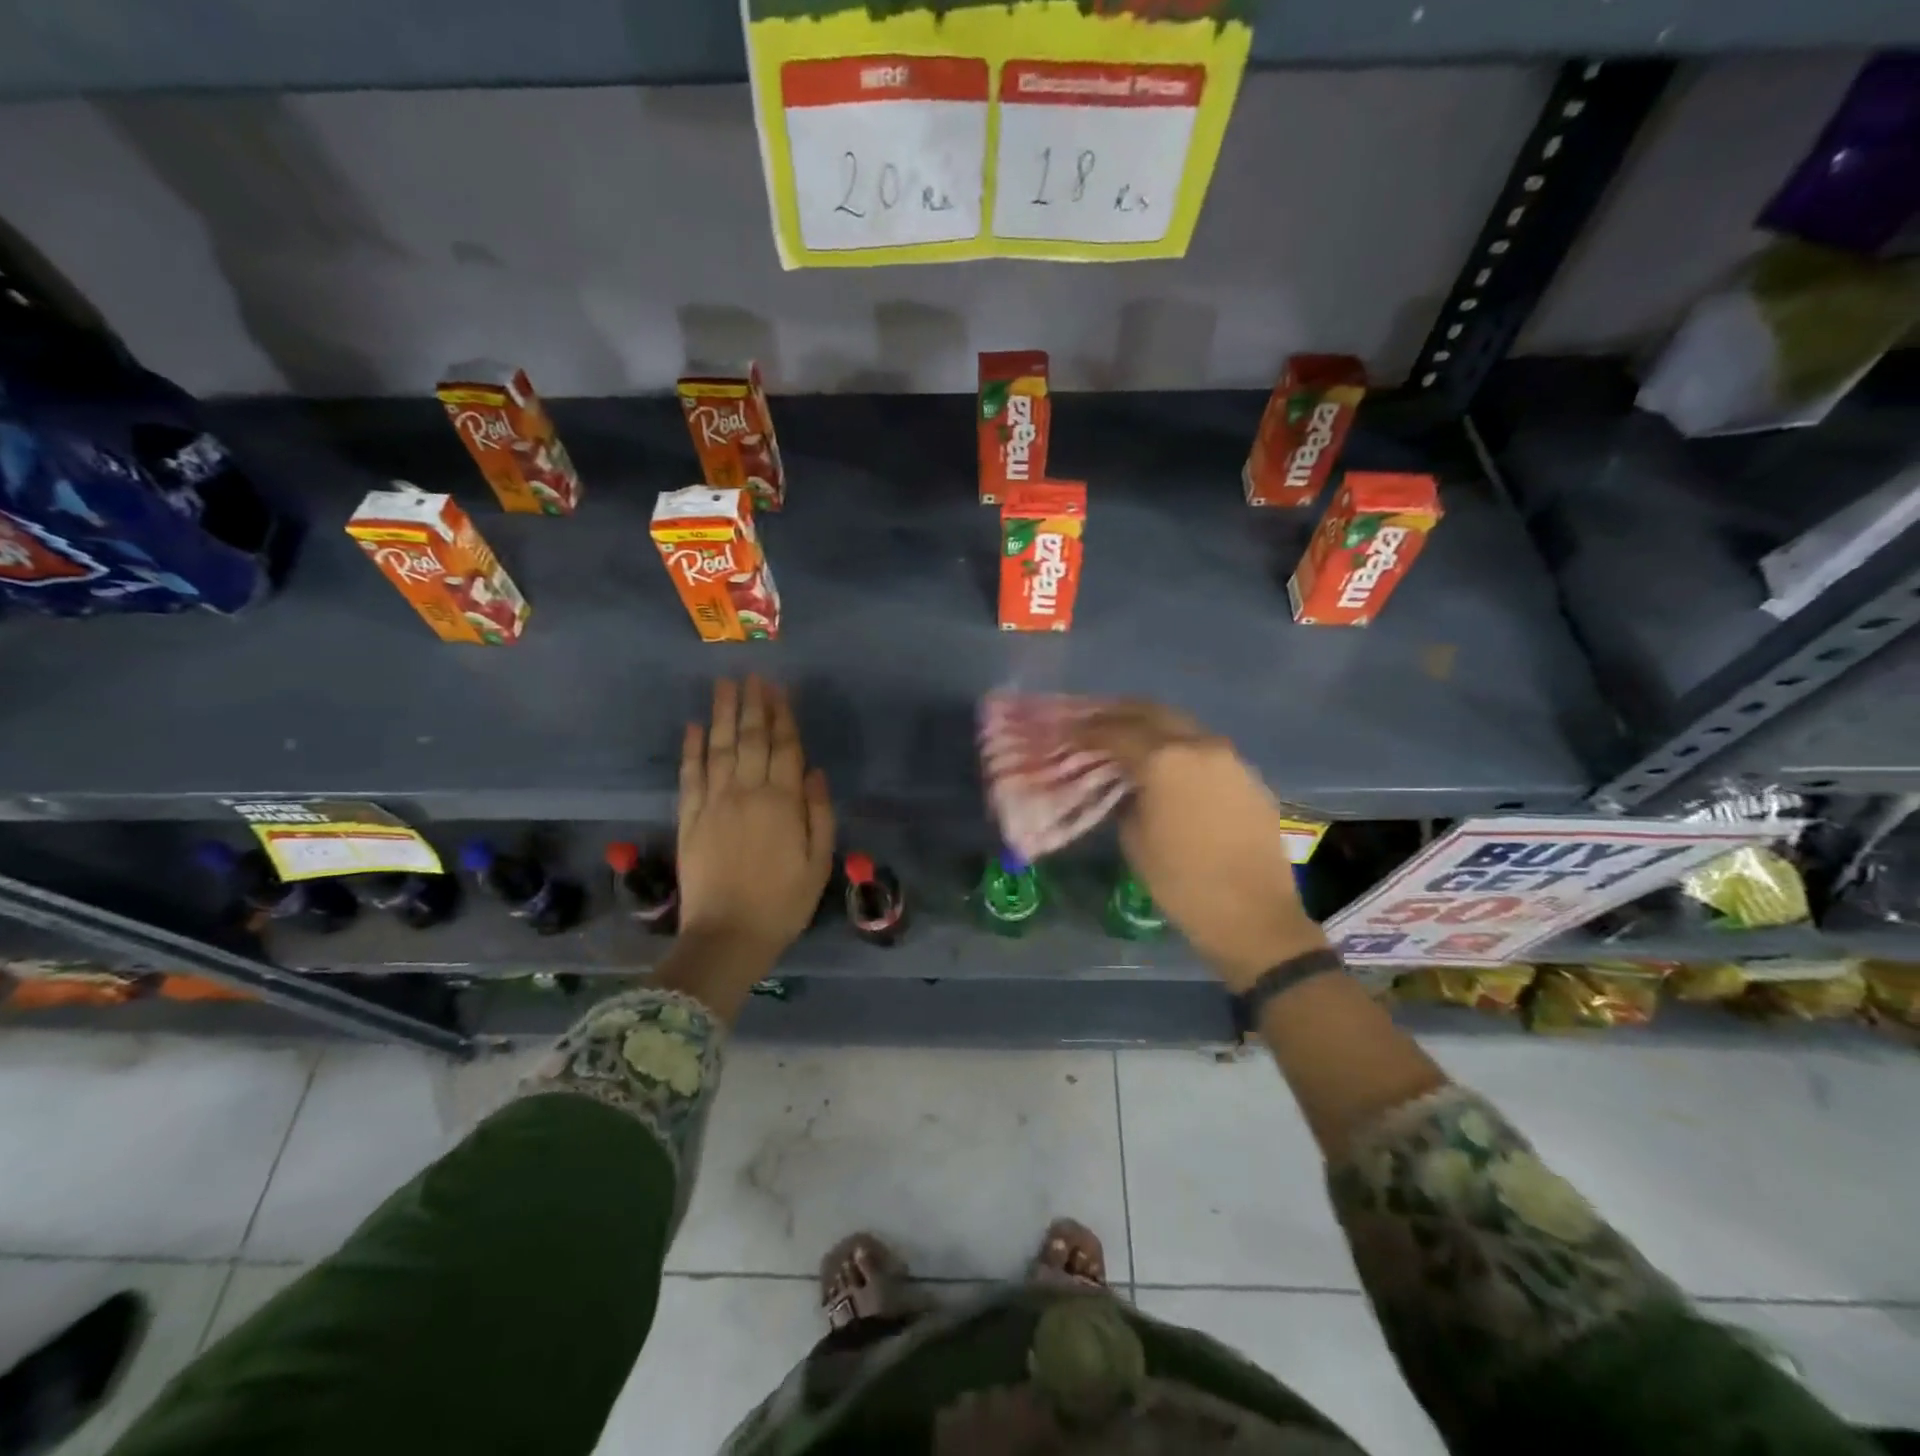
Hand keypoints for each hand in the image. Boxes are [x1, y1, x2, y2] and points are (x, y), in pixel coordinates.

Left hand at [676, 677, 835, 973]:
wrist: (727, 937)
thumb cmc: (783, 903)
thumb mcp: (819, 863)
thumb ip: (819, 814)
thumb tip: (814, 772)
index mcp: (783, 802)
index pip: (784, 747)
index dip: (783, 716)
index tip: (780, 689)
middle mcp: (746, 792)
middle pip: (750, 739)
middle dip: (753, 704)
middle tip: (752, 675)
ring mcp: (713, 803)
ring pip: (718, 748)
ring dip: (721, 714)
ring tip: (724, 685)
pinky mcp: (688, 818)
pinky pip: (689, 775)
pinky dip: (690, 748)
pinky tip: (692, 726)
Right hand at [1076, 702, 1323, 990]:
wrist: (1254, 915)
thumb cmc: (1182, 882)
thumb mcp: (1135, 840)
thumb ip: (1125, 798)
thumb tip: (1126, 784)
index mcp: (1164, 759)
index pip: (1115, 731)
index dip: (1087, 730)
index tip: (1068, 732)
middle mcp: (1198, 744)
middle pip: (1151, 712)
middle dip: (1119, 714)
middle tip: (1095, 723)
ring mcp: (1229, 757)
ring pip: (1182, 725)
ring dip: (1152, 727)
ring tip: (1128, 739)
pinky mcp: (1248, 775)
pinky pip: (1205, 748)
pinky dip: (1179, 746)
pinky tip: (1167, 765)